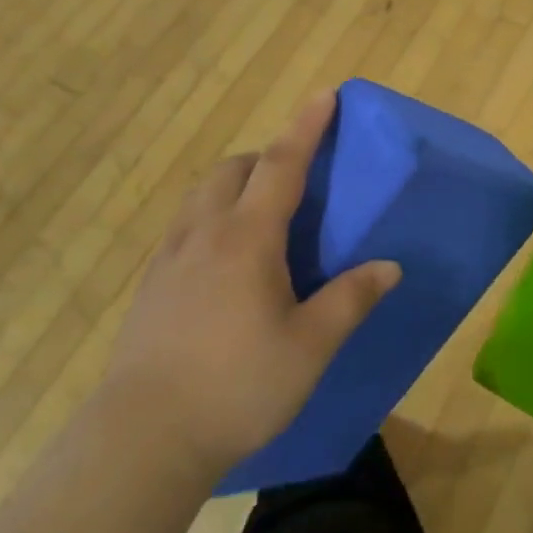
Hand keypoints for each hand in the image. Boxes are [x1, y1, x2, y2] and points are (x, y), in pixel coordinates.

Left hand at [107, 91, 401, 474]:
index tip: (324, 94)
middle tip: (294, 179)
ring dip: (234, 185)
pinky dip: (210, 218)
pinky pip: (185, 227)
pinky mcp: (150, 285)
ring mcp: (169, 257)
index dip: (306, 127)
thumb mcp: (309, 347)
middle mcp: (204, 233)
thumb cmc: (237, 386)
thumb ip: (350, 299)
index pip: (282, 164)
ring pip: (202, 196)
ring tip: (259, 216)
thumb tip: (389, 266)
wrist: (143, 437)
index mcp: (248, 238)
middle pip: (233, 170)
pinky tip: (222, 263)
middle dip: (265, 157)